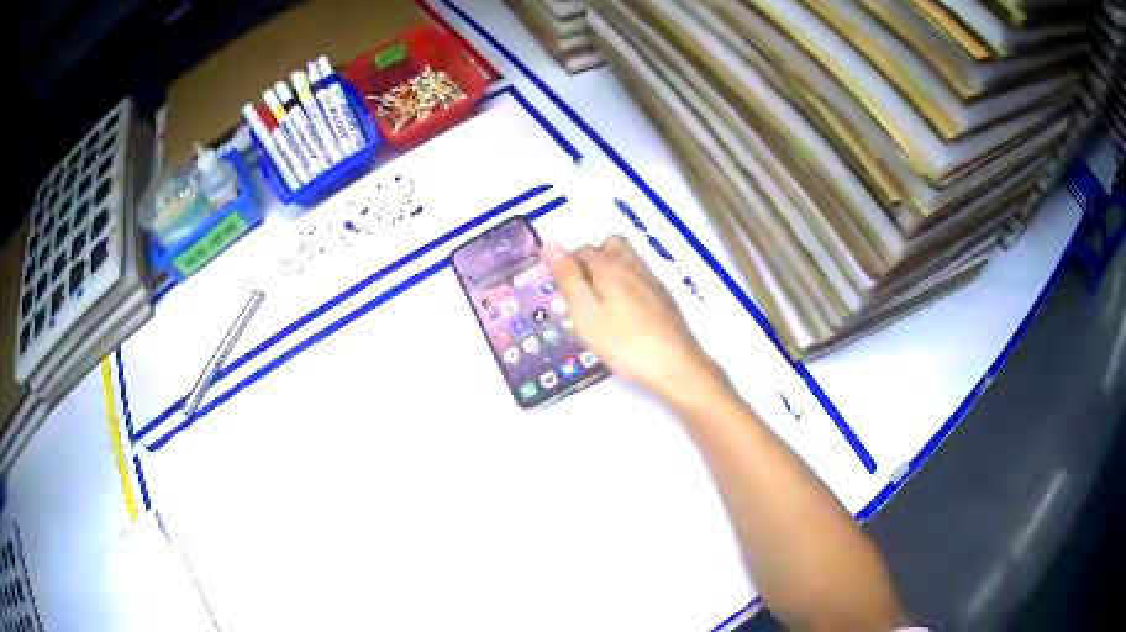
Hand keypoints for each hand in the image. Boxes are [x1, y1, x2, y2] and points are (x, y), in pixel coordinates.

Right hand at [548, 236, 728, 406]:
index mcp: (610, 266)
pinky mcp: (665, 299)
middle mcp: (633, 266)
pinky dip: (626, 285)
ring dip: (610, 270)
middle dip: (591, 259)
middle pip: (609, 246)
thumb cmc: (624, 342)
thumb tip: (550, 245)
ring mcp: (653, 281)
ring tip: (599, 303)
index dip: (566, 263)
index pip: (582, 250)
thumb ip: (568, 278)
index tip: (556, 287)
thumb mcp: (586, 313)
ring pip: (627, 260)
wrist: (676, 366)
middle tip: (579, 291)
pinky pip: (640, 278)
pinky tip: (623, 314)